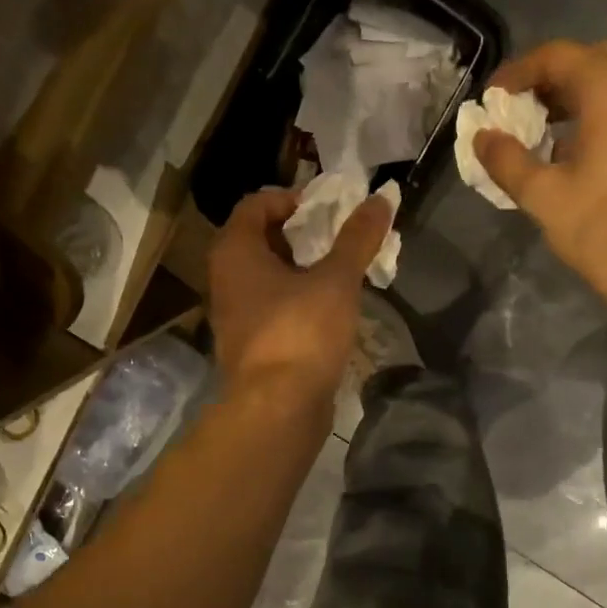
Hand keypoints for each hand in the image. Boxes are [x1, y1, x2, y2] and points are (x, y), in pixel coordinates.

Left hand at [207, 186, 391, 412]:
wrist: (277, 409)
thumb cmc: (301, 333)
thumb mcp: (336, 280)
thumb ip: (357, 238)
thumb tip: (381, 198)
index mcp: (235, 252)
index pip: (255, 204)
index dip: (291, 199)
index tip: (327, 209)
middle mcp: (225, 279)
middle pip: (259, 240)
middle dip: (299, 234)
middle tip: (337, 237)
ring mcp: (234, 316)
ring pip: (266, 277)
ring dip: (299, 269)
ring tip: (339, 271)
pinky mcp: (250, 346)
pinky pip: (272, 308)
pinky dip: (296, 300)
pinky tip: (328, 311)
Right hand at [475, 40, 606, 333]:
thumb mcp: (545, 197)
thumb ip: (507, 160)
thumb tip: (483, 138)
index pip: (556, 56)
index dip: (517, 73)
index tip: (491, 100)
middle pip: (590, 61)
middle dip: (548, 81)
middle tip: (516, 112)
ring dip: (575, 97)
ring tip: (541, 131)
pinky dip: (602, 113)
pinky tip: (578, 150)